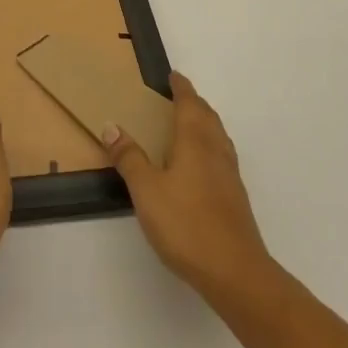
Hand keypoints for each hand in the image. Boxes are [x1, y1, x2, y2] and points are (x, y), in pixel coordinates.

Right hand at [103, 72, 273, 303]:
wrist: (235, 271)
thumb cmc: (186, 224)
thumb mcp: (146, 190)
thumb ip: (129, 158)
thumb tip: (112, 126)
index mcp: (195, 141)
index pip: (189, 104)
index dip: (181, 88)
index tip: (173, 76)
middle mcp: (216, 151)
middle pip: (208, 117)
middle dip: (194, 103)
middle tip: (178, 97)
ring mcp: (230, 175)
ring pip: (218, 137)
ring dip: (205, 123)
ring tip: (189, 125)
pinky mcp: (236, 197)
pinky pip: (222, 156)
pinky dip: (210, 146)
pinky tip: (201, 166)